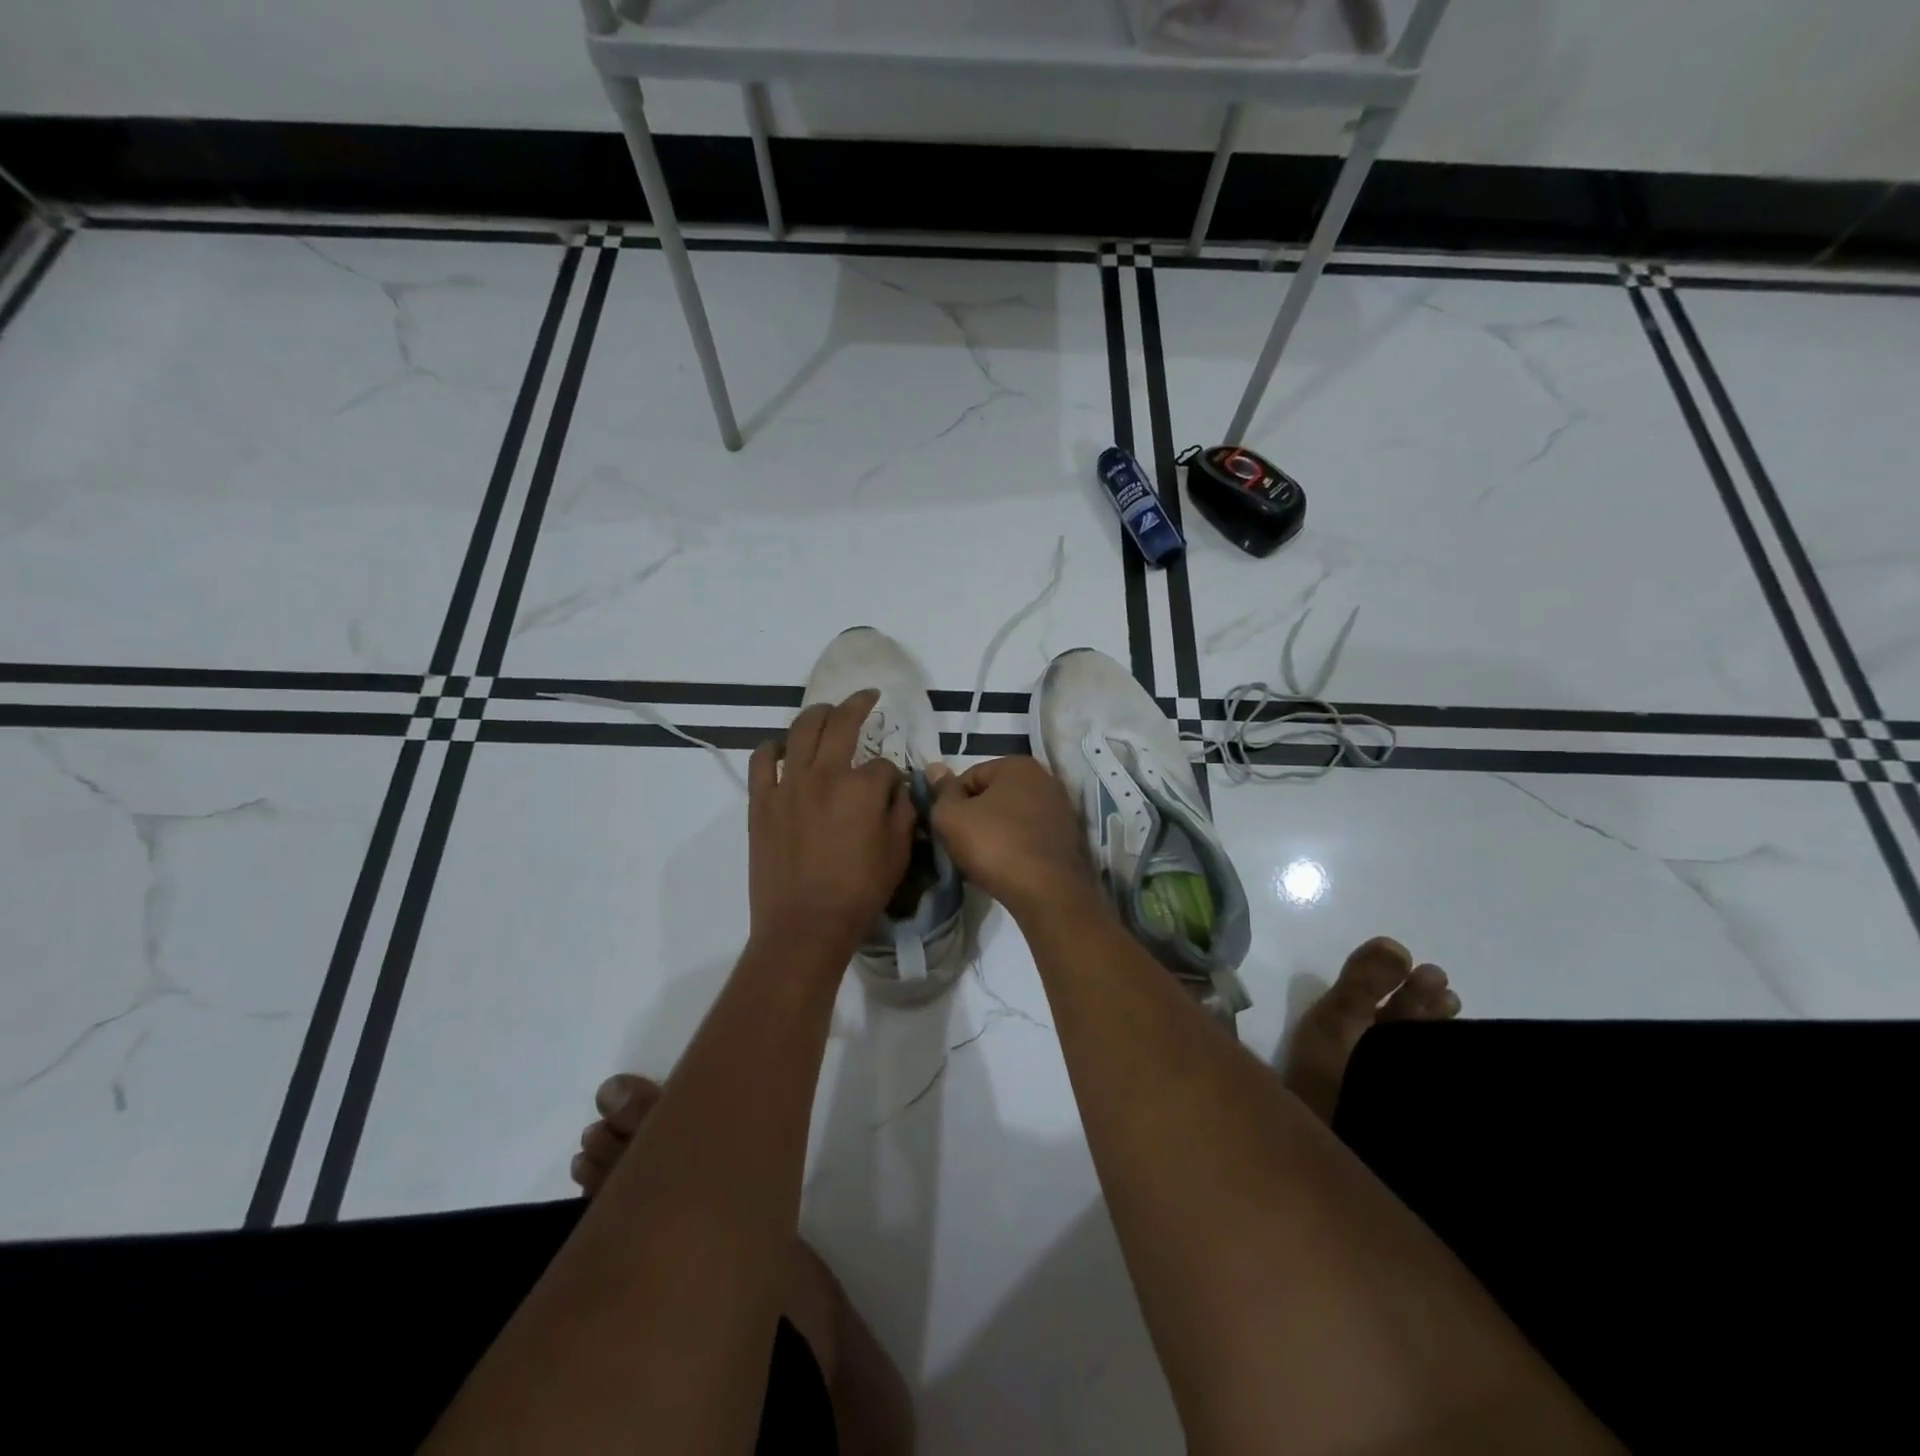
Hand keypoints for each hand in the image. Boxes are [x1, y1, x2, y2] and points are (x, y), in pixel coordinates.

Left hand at [748, 690, 914, 967]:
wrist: (804, 926)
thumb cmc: (858, 893)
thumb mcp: (898, 853)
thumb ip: (903, 812)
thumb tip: (898, 789)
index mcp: (862, 787)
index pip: (884, 764)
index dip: (893, 775)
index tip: (893, 790)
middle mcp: (824, 774)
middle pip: (841, 724)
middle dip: (858, 705)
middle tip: (867, 698)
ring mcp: (788, 785)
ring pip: (800, 731)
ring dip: (817, 715)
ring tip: (825, 712)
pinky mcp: (761, 802)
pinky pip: (762, 761)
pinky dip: (772, 748)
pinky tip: (781, 749)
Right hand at [927, 757, 1096, 918]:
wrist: (1046, 892)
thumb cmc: (994, 845)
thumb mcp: (951, 817)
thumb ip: (941, 791)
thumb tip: (935, 769)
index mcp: (1019, 765)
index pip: (970, 776)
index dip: (951, 801)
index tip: (945, 827)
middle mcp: (1046, 779)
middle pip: (994, 796)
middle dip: (975, 817)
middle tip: (960, 844)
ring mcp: (1062, 809)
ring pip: (1013, 818)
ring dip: (995, 833)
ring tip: (982, 860)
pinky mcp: (1069, 838)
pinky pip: (1030, 836)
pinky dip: (1016, 847)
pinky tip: (1006, 867)